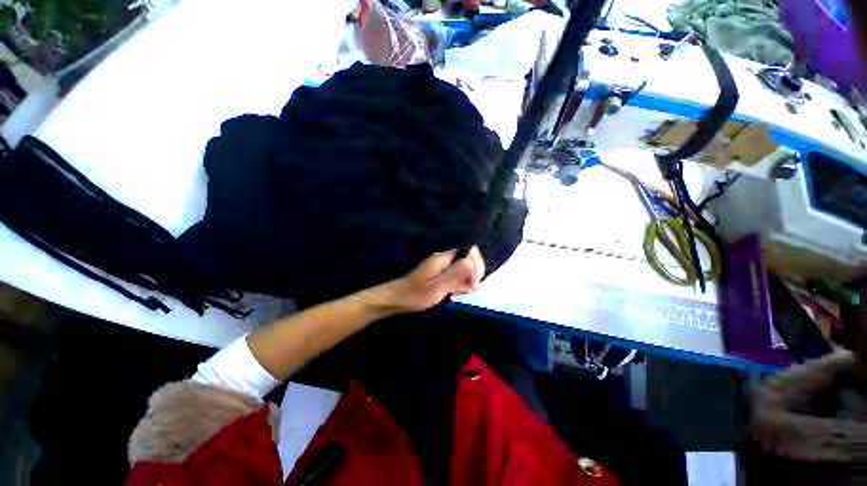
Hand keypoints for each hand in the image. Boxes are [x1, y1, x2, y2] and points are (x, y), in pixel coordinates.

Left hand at [364, 247, 485, 314]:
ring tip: (464, 292)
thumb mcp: (437, 287)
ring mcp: (443, 265)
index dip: (476, 265)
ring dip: (468, 279)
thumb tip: (471, 262)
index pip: (469, 251)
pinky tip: (458, 292)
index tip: (474, 283)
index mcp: (444, 257)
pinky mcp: (441, 273)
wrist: (396, 299)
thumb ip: (454, 275)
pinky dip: (461, 283)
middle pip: (468, 258)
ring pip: (464, 267)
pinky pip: (457, 274)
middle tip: (471, 289)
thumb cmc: (415, 295)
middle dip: (474, 273)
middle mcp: (445, 258)